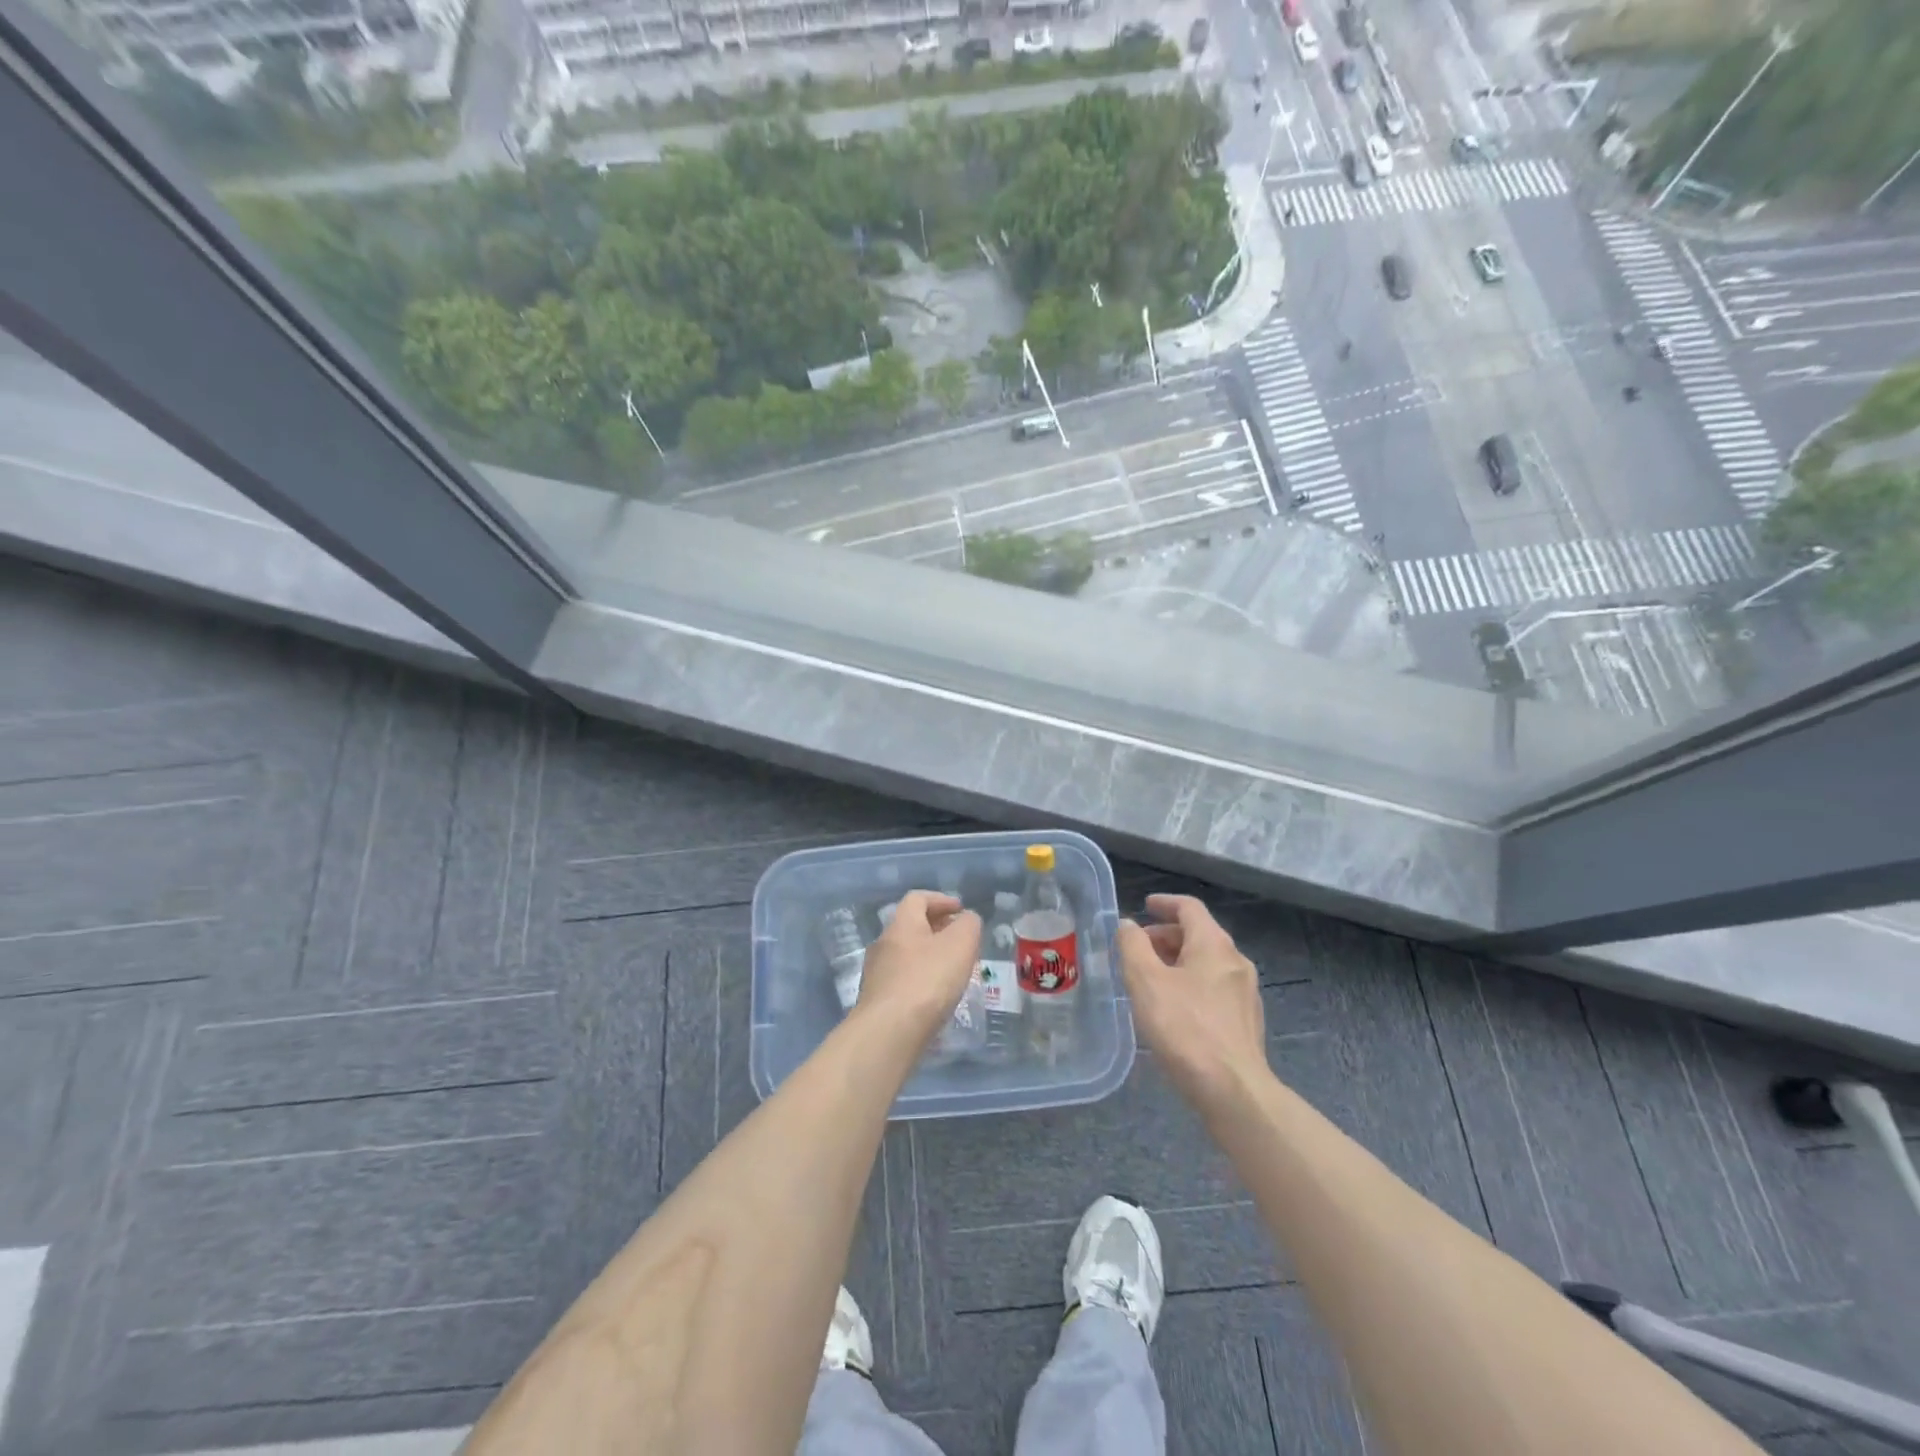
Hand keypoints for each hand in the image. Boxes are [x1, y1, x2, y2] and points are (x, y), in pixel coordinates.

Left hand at [855, 890, 981, 1043]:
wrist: (889, 1032)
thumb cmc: (928, 980)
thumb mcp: (961, 944)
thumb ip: (968, 925)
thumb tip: (966, 919)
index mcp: (902, 924)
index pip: (917, 898)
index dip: (941, 900)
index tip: (960, 910)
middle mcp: (883, 944)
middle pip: (911, 927)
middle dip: (937, 930)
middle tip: (961, 942)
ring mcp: (876, 974)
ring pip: (906, 955)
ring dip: (929, 957)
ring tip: (952, 972)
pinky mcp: (877, 1001)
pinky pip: (902, 981)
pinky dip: (921, 980)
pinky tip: (935, 997)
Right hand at [1117, 895, 1267, 1111]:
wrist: (1233, 1090)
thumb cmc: (1185, 1028)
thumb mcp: (1146, 982)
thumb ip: (1132, 946)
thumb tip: (1127, 925)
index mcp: (1214, 944)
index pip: (1189, 908)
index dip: (1164, 903)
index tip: (1144, 905)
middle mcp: (1235, 961)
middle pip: (1199, 934)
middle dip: (1166, 936)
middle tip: (1137, 949)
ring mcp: (1245, 992)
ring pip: (1207, 963)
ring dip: (1177, 961)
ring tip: (1149, 979)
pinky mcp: (1246, 1021)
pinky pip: (1214, 987)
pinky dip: (1190, 983)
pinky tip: (1173, 1008)